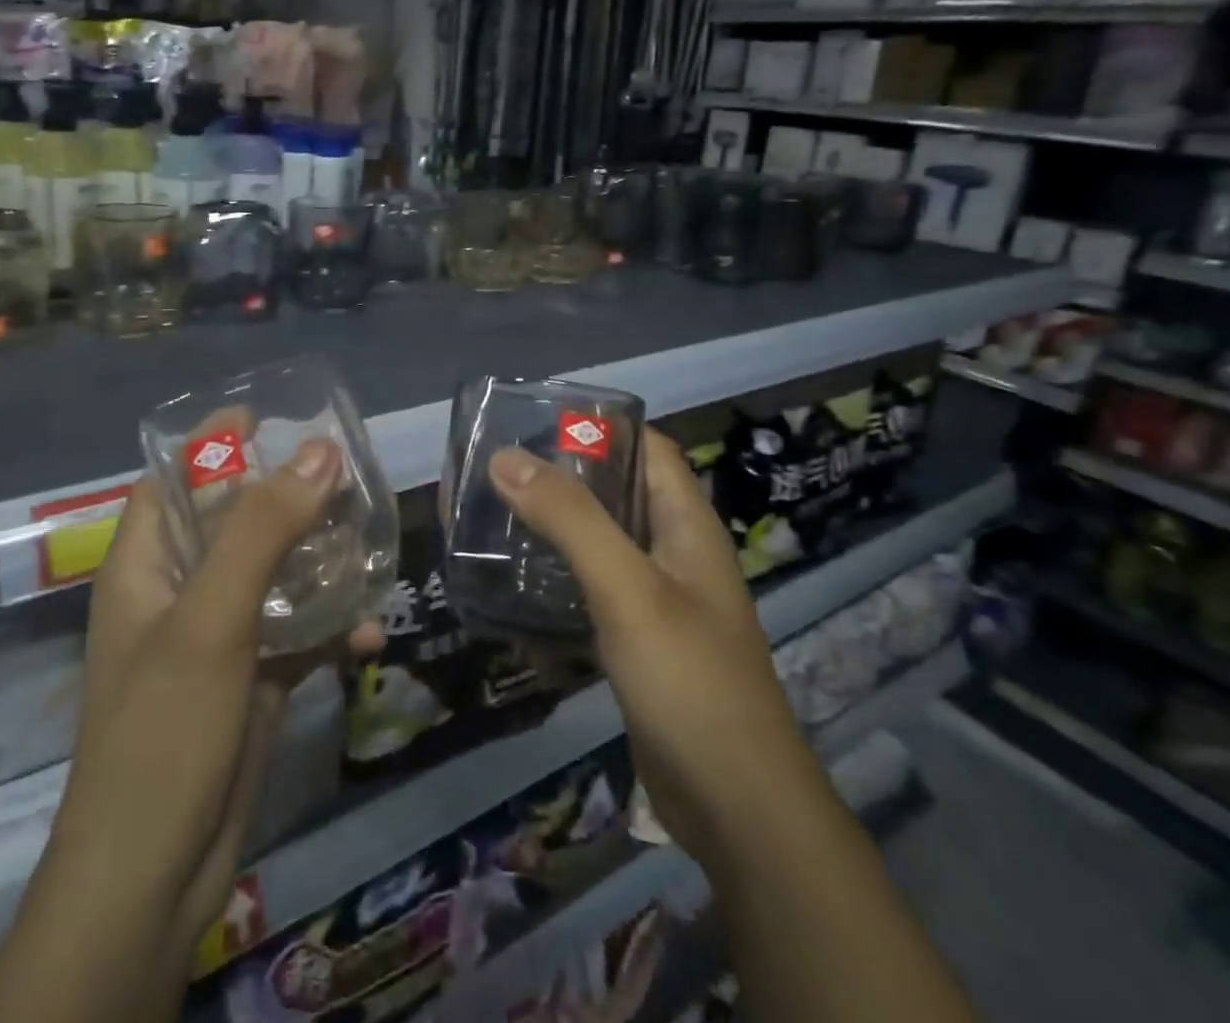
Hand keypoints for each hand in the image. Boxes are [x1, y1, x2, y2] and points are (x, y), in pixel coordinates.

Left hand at [63, 430, 380, 953]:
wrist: (155, 879)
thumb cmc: (163, 732)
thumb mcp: (211, 618)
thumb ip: (264, 530)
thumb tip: (321, 450)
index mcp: (145, 566)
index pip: (174, 480)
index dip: (215, 442)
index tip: (274, 414)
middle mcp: (179, 591)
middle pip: (237, 520)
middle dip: (291, 496)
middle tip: (349, 473)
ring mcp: (218, 636)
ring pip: (276, 573)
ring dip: (322, 560)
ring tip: (373, 541)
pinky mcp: (252, 677)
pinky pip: (297, 631)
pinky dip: (331, 626)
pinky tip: (369, 633)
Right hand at [485, 428, 816, 868]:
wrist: (736, 807)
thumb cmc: (689, 681)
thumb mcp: (627, 589)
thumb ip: (570, 520)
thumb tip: (505, 457)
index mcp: (686, 522)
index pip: (646, 447)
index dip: (597, 425)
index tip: (533, 421)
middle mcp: (674, 550)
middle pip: (616, 492)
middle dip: (560, 477)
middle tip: (496, 471)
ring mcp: (658, 598)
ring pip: (600, 543)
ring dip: (553, 529)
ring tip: (493, 519)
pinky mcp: (640, 640)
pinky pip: (593, 592)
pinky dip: (558, 581)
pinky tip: (515, 586)